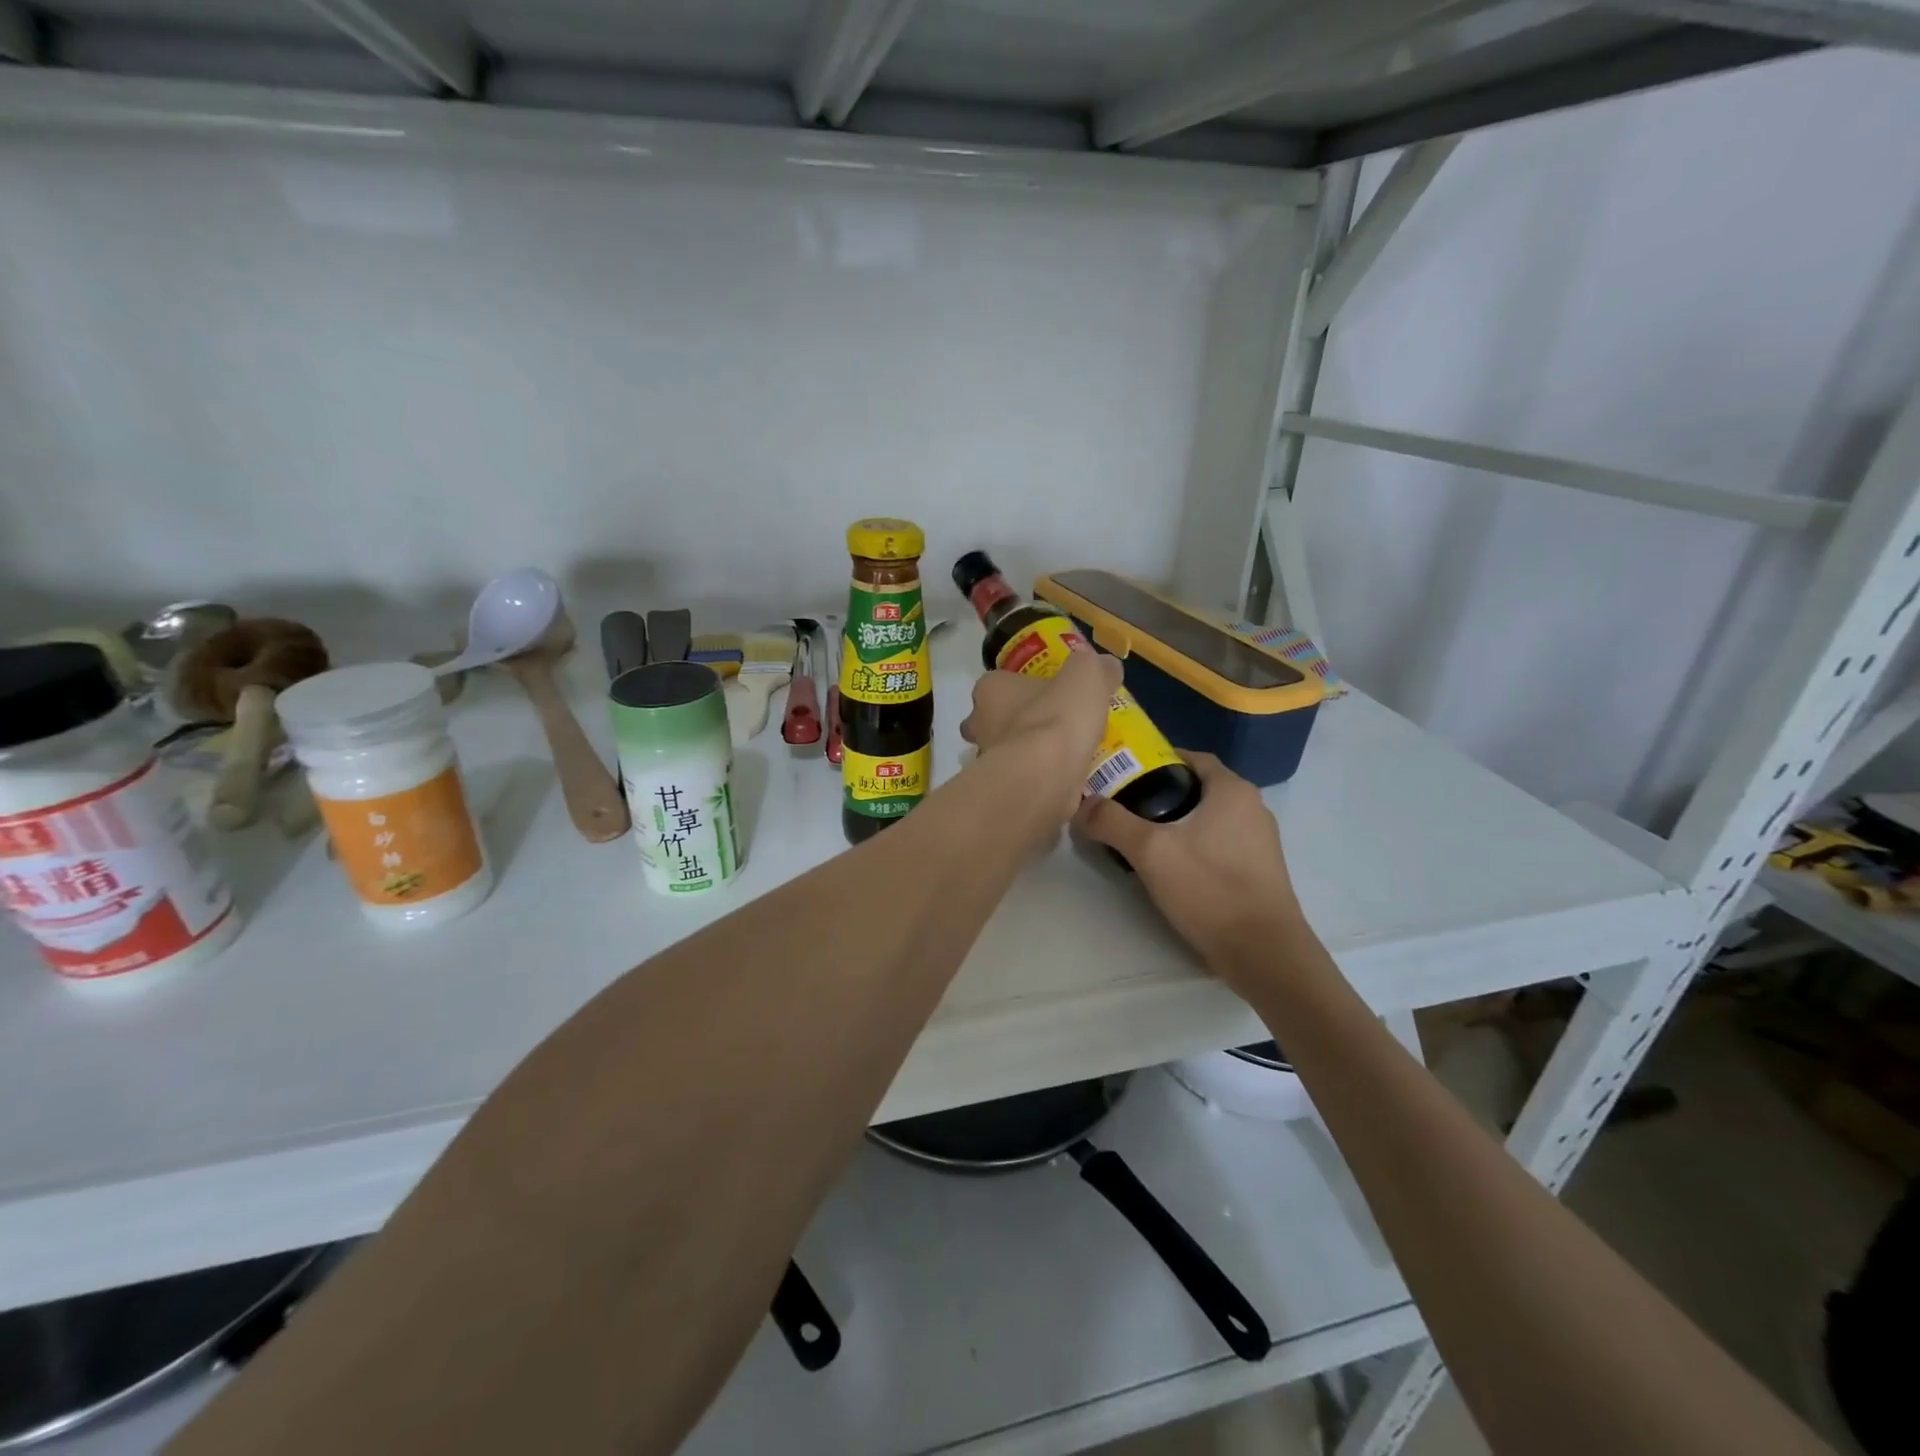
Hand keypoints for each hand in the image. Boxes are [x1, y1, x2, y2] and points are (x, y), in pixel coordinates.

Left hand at [958, 649, 1121, 827]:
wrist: (1044, 778)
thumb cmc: (1056, 718)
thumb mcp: (1086, 675)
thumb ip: (1094, 667)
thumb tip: (1106, 666)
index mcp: (989, 690)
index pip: (997, 683)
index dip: (1020, 687)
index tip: (1047, 695)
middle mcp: (979, 725)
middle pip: (996, 721)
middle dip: (1019, 724)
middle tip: (1055, 727)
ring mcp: (986, 762)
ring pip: (1007, 754)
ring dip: (1031, 755)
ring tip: (1069, 757)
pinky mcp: (1001, 794)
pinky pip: (1022, 783)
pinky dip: (1041, 783)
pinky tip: (1069, 784)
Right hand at [1073, 751, 1302, 981]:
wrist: (1264, 954)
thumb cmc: (1210, 889)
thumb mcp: (1150, 852)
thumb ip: (1112, 822)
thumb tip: (1082, 804)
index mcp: (1232, 790)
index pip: (1189, 757)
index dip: (1154, 760)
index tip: (1122, 773)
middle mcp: (1251, 807)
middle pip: (1196, 787)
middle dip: (1159, 793)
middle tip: (1122, 806)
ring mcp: (1259, 840)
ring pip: (1207, 817)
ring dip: (1175, 821)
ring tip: (1139, 836)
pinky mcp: (1258, 870)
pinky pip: (1218, 842)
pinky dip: (1192, 844)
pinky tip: (1169, 866)